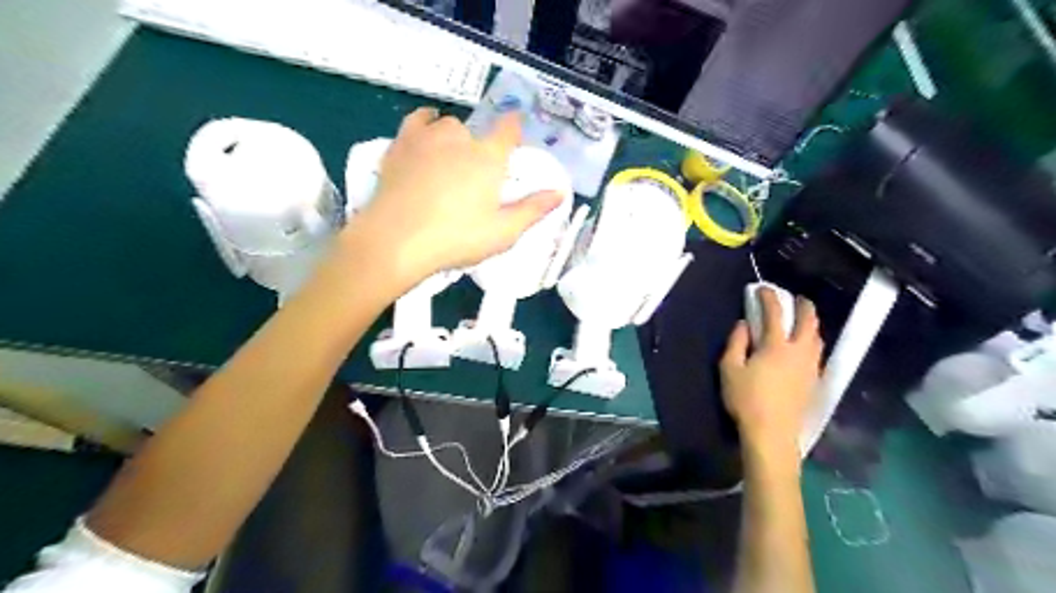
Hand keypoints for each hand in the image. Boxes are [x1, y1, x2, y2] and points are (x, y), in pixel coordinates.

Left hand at [345, 109, 559, 288]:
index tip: (515, 137)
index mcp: (488, 157)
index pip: (508, 129)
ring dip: (454, 138)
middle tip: (477, 178)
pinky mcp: (401, 144)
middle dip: (481, 149)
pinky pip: (417, 120)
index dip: (514, 129)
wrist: (397, 240)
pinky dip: (426, 122)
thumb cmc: (456, 238)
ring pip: (447, 125)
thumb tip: (559, 193)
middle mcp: (460, 138)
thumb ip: (533, 210)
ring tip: (452, 161)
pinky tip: (427, 131)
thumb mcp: (503, 232)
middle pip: (477, 132)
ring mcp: (427, 138)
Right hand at [719, 291, 823, 470]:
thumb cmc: (746, 399)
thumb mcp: (730, 369)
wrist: (772, 433)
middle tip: (797, 298)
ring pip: (817, 338)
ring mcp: (810, 367)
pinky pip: (818, 353)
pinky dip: (812, 341)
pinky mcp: (814, 381)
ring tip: (803, 321)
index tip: (762, 289)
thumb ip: (736, 342)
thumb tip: (743, 324)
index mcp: (776, 346)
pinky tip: (806, 347)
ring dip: (811, 324)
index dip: (769, 298)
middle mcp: (799, 351)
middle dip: (803, 306)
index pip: (775, 313)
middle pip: (808, 322)